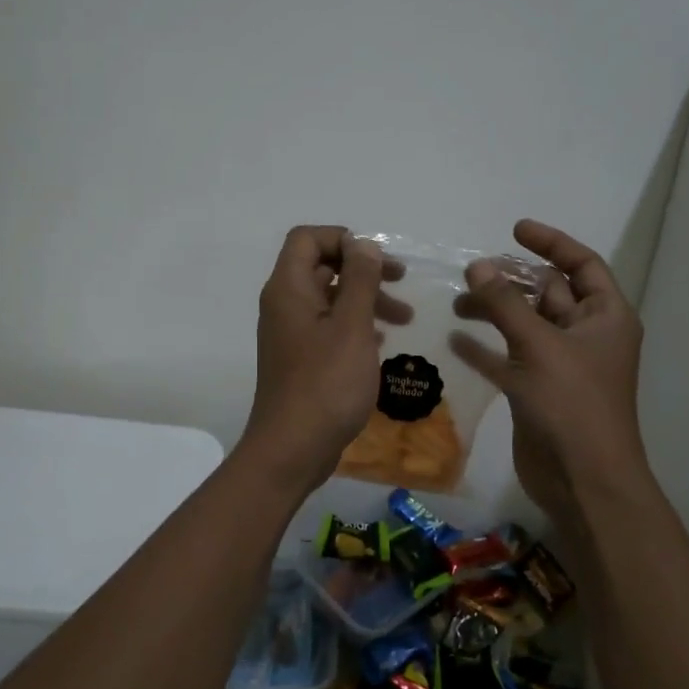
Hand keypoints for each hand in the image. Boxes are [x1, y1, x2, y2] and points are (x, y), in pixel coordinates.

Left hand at [240, 226, 405, 491]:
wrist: (292, 449)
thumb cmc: (325, 384)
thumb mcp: (351, 327)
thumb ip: (360, 280)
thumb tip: (364, 244)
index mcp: (288, 289)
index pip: (308, 238)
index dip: (343, 239)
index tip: (377, 260)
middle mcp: (284, 305)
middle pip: (321, 266)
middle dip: (363, 271)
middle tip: (401, 282)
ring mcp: (290, 334)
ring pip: (329, 300)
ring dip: (365, 300)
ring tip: (404, 319)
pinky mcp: (300, 360)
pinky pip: (328, 328)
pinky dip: (355, 326)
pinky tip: (380, 343)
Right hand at [450, 220, 646, 525]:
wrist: (582, 480)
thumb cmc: (572, 404)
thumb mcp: (538, 345)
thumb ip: (505, 304)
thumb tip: (478, 265)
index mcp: (605, 317)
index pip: (582, 264)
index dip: (551, 243)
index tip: (514, 230)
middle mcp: (585, 336)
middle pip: (548, 293)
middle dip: (511, 281)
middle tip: (470, 273)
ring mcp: (560, 365)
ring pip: (524, 325)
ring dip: (494, 312)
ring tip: (456, 304)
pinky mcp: (537, 391)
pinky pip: (508, 359)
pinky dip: (485, 348)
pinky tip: (455, 340)